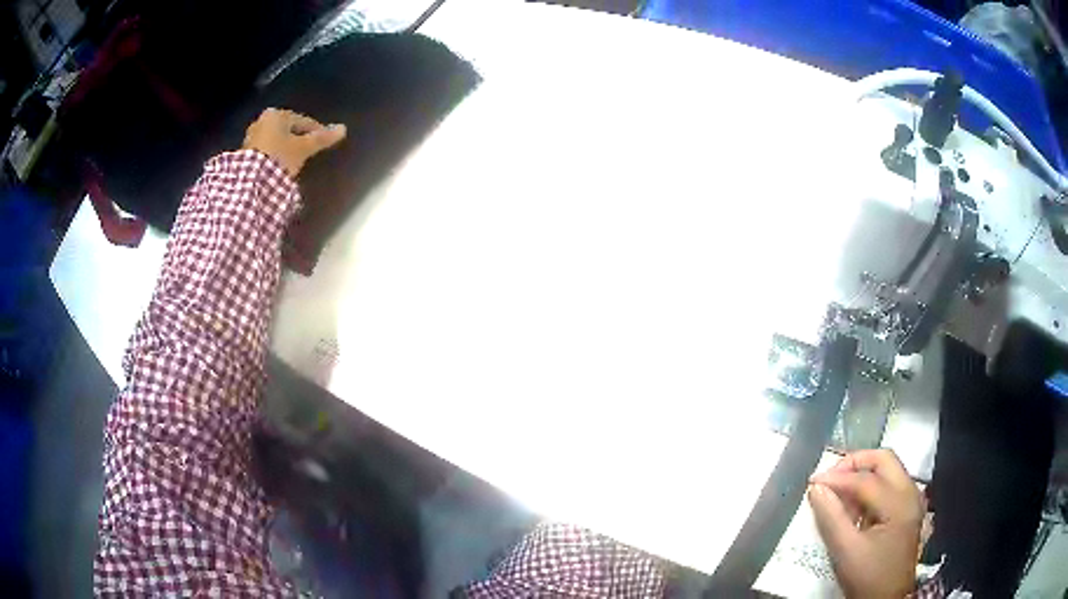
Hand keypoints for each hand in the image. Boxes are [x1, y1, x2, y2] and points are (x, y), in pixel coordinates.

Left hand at [242, 108, 346, 177]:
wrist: (251, 181)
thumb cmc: (279, 157)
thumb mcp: (303, 148)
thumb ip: (321, 138)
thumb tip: (343, 128)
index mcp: (277, 114)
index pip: (302, 121)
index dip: (315, 131)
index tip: (324, 141)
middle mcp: (262, 120)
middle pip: (287, 129)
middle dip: (298, 138)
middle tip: (309, 150)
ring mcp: (251, 137)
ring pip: (275, 139)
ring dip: (285, 147)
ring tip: (295, 160)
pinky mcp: (245, 154)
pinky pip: (266, 150)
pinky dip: (274, 155)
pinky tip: (280, 166)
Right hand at [808, 449, 923, 598]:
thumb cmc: (867, 578)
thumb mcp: (846, 552)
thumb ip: (831, 518)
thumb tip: (816, 489)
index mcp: (899, 504)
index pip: (866, 480)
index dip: (837, 478)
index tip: (812, 482)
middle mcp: (910, 493)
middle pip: (884, 460)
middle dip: (855, 464)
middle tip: (830, 478)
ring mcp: (911, 500)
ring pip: (887, 470)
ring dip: (862, 476)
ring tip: (838, 495)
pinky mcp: (907, 509)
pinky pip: (888, 485)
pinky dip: (869, 488)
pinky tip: (853, 508)